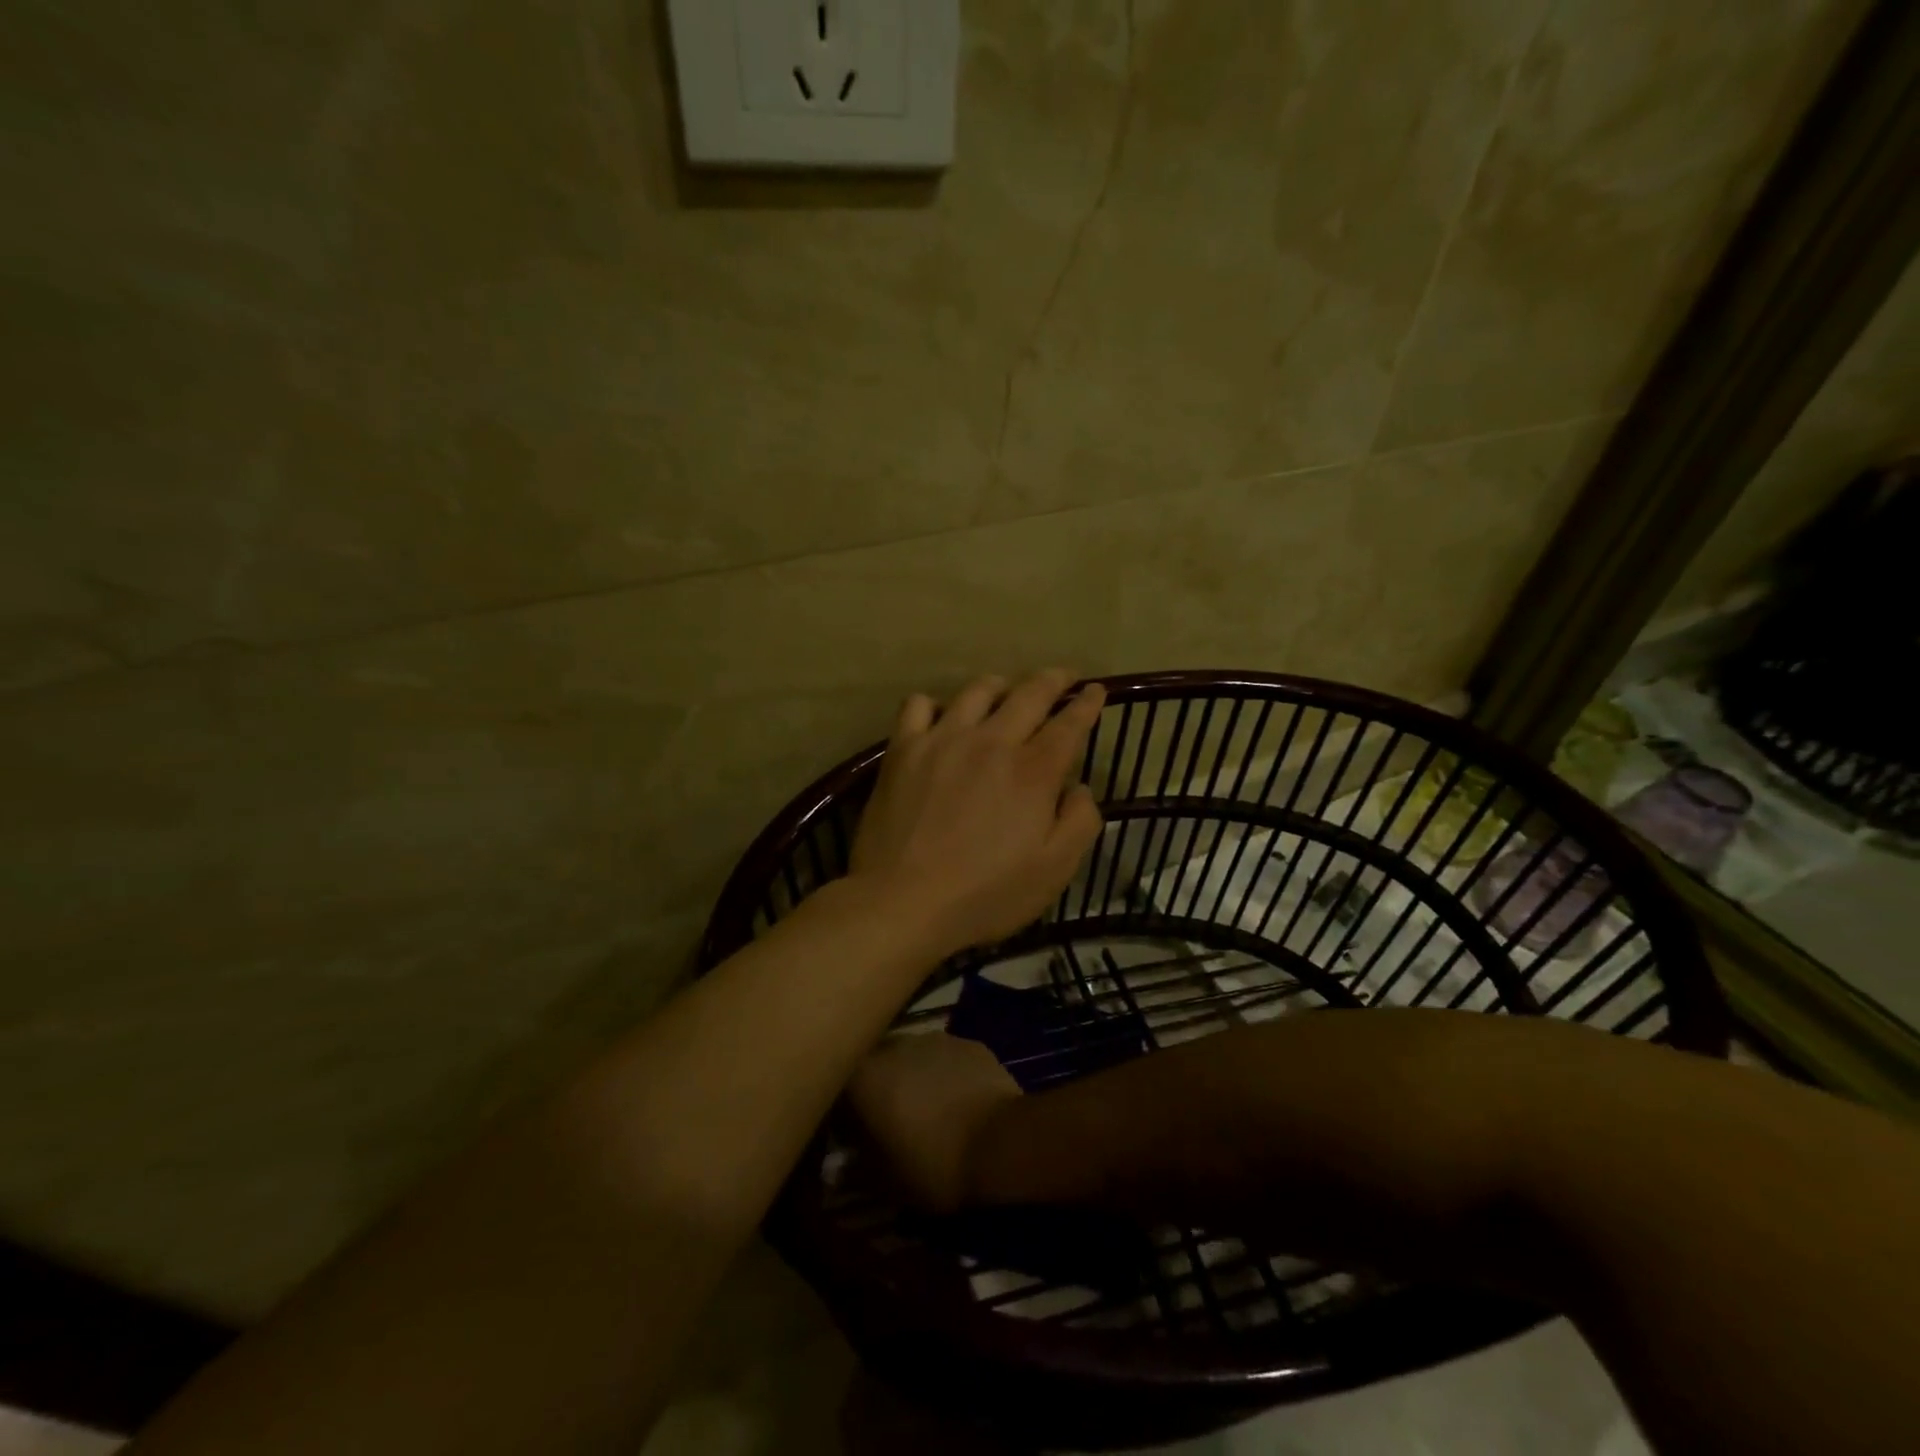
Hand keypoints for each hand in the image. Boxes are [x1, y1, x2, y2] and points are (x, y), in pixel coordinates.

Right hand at [846, 1032, 1022, 1213]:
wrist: (1001, 1143)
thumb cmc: (932, 1165)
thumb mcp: (883, 1182)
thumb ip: (855, 1167)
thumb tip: (840, 1165)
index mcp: (863, 1076)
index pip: (838, 1084)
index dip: (842, 1110)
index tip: (849, 1135)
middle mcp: (894, 1045)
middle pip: (876, 1064)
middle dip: (878, 1088)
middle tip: (889, 1123)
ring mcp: (934, 1038)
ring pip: (912, 1057)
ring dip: (912, 1078)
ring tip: (927, 1112)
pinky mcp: (968, 1043)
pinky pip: (945, 1058)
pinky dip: (944, 1075)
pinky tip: (958, 1102)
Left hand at [848, 669, 1105, 957]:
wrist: (902, 901)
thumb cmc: (985, 894)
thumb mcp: (1054, 872)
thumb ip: (1080, 823)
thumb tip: (1080, 788)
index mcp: (1033, 771)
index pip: (1069, 723)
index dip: (1087, 703)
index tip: (1096, 690)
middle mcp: (991, 742)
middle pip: (1030, 693)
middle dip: (1053, 680)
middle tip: (1063, 678)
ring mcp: (943, 739)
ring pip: (977, 690)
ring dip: (1000, 685)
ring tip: (1005, 691)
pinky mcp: (903, 749)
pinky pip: (918, 705)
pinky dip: (935, 704)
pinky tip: (941, 718)